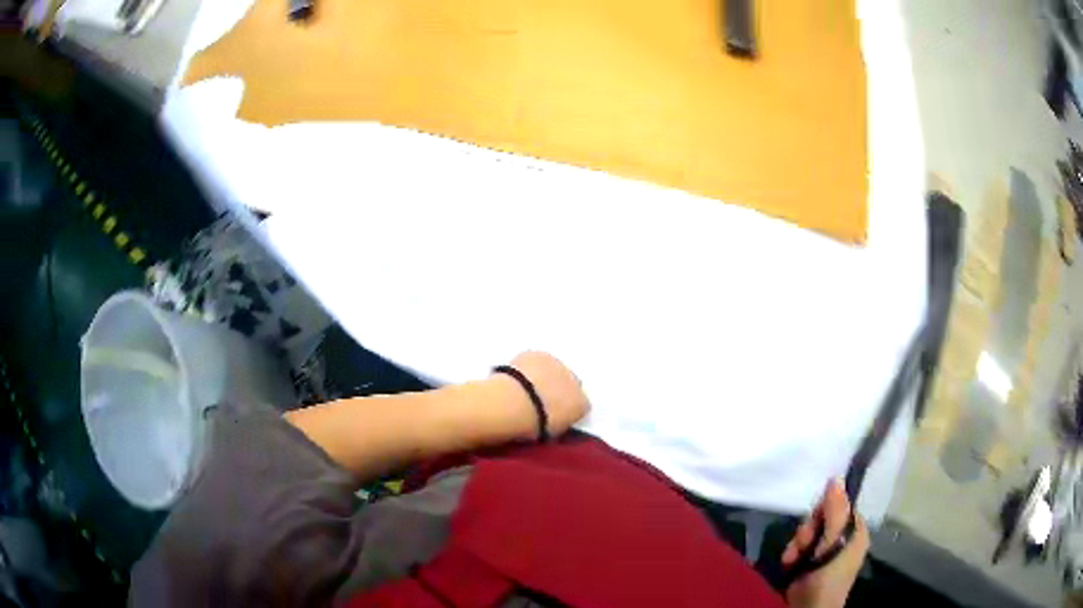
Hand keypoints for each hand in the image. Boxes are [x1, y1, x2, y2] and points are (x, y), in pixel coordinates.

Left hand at [495, 352, 589, 437]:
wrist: (515, 403)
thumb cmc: (533, 426)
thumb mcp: (552, 433)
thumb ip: (559, 422)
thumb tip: (554, 418)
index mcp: (582, 405)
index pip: (581, 405)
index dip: (566, 409)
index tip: (553, 414)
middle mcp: (576, 381)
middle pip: (570, 383)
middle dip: (559, 389)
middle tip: (540, 400)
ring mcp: (558, 364)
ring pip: (554, 369)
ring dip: (545, 375)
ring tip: (525, 387)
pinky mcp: (539, 354)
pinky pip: (536, 360)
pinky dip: (529, 367)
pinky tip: (516, 376)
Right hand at [781, 479, 869, 607]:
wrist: (811, 607)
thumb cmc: (830, 573)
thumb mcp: (835, 540)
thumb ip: (836, 510)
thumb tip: (836, 478)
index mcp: (856, 531)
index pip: (841, 506)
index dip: (826, 509)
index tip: (816, 517)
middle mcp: (842, 539)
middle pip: (822, 519)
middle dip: (808, 530)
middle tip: (804, 542)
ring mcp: (825, 552)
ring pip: (808, 533)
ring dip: (797, 543)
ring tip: (794, 557)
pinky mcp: (809, 562)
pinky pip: (799, 547)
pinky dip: (792, 553)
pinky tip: (790, 562)